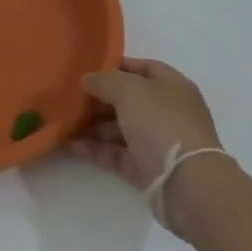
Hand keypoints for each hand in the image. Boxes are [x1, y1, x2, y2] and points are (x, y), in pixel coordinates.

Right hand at [72, 57, 226, 237]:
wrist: (187, 185)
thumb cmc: (162, 124)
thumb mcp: (130, 90)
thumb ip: (105, 80)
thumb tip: (87, 79)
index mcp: (172, 86)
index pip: (143, 68)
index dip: (116, 66)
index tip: (88, 68)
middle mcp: (167, 111)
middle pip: (128, 99)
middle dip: (99, 98)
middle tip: (70, 97)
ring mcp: (157, 141)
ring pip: (120, 127)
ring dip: (93, 124)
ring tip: (64, 122)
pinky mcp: (147, 168)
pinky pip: (117, 153)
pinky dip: (96, 148)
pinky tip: (72, 144)